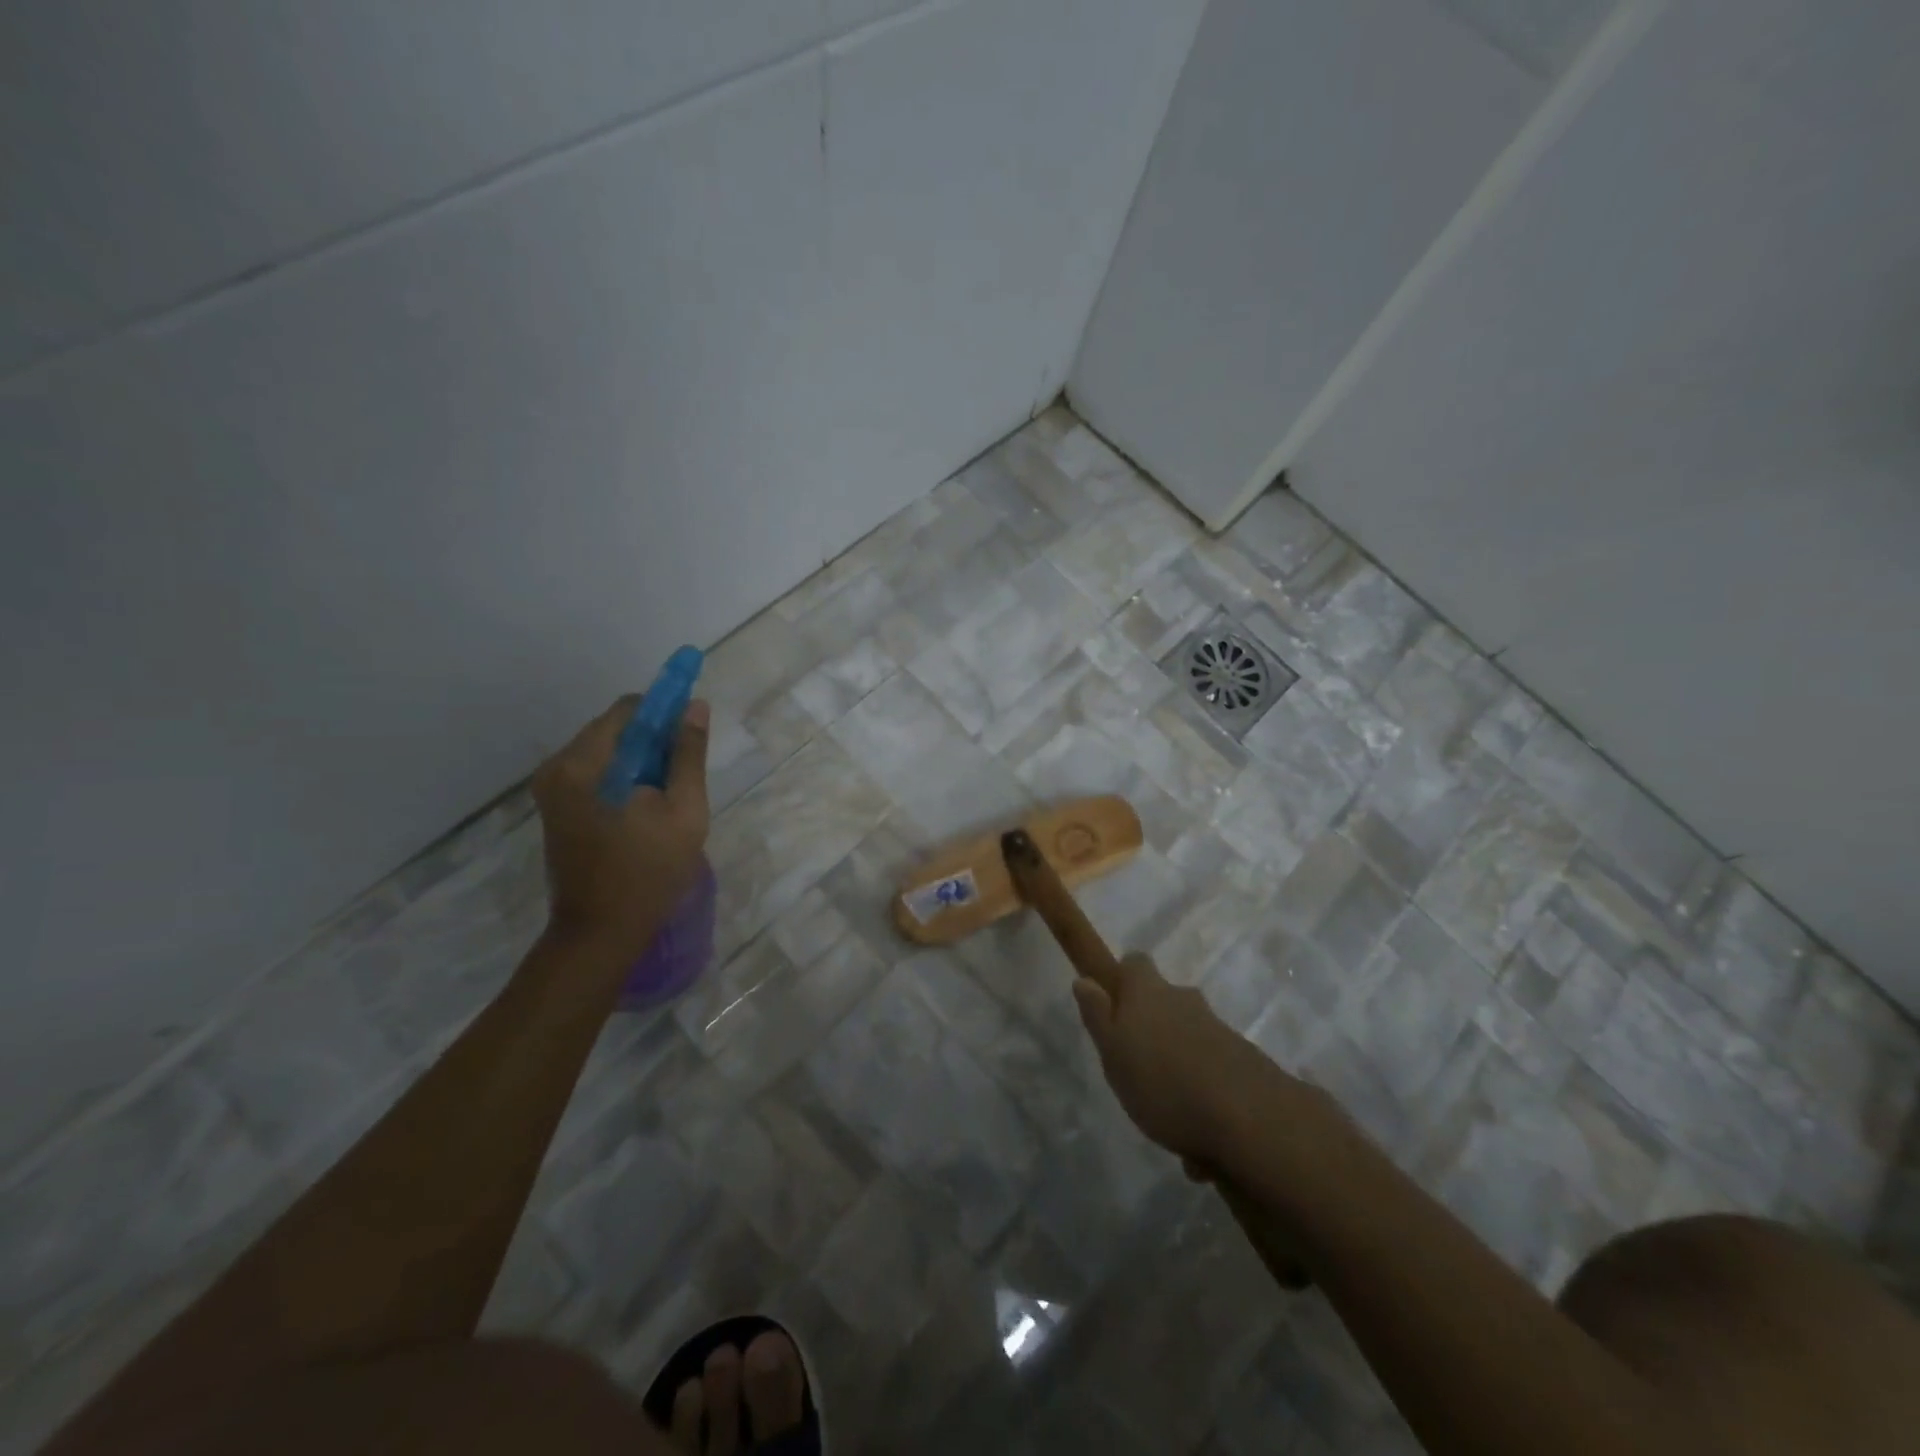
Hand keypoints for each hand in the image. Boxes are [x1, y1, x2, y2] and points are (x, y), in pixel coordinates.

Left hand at [533, 696, 710, 962]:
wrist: (600, 933)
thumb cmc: (649, 872)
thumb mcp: (684, 810)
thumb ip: (688, 754)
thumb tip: (695, 706)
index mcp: (584, 764)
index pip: (628, 710)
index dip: (665, 711)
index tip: (692, 729)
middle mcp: (558, 768)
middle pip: (615, 729)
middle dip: (653, 740)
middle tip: (683, 773)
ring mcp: (552, 789)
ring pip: (608, 751)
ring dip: (641, 760)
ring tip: (667, 796)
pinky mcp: (557, 808)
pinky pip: (597, 773)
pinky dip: (625, 777)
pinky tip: (646, 807)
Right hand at [1073, 951, 1298, 1166]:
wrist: (1248, 1118)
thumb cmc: (1162, 1082)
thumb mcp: (1113, 1053)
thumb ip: (1098, 1016)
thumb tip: (1084, 980)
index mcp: (1148, 992)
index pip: (1134, 963)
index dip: (1124, 979)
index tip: (1114, 1006)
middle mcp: (1184, 1000)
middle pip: (1164, 1001)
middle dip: (1152, 1026)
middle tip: (1136, 1066)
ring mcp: (1218, 1029)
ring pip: (1188, 1037)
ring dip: (1178, 1064)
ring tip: (1167, 1113)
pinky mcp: (1243, 1061)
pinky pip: (1212, 1070)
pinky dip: (1202, 1092)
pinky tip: (1199, 1137)